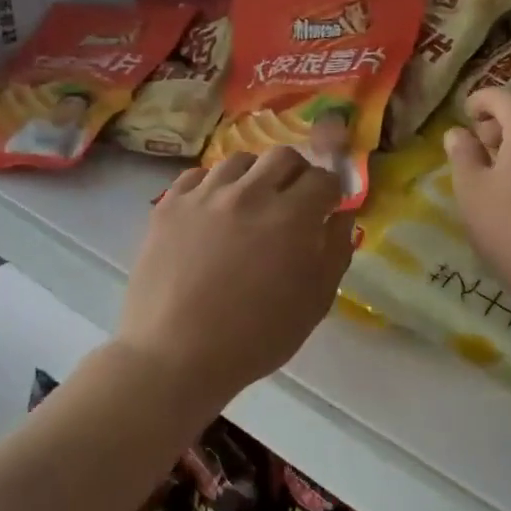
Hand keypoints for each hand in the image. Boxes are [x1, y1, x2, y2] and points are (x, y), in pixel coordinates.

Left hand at [117, 147, 354, 402]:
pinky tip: (213, 210)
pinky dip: (213, 186)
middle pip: (283, 156)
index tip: (327, 208)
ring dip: (255, 176)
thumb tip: (342, 216)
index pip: (323, 179)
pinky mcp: (168, 205)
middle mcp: (249, 193)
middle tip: (293, 199)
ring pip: (239, 160)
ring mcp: (204, 196)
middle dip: (297, 173)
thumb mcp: (315, 302)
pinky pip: (197, 176)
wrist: (175, 355)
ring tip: (251, 204)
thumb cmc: (255, 338)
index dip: (331, 192)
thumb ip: (336, 251)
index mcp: (291, 217)